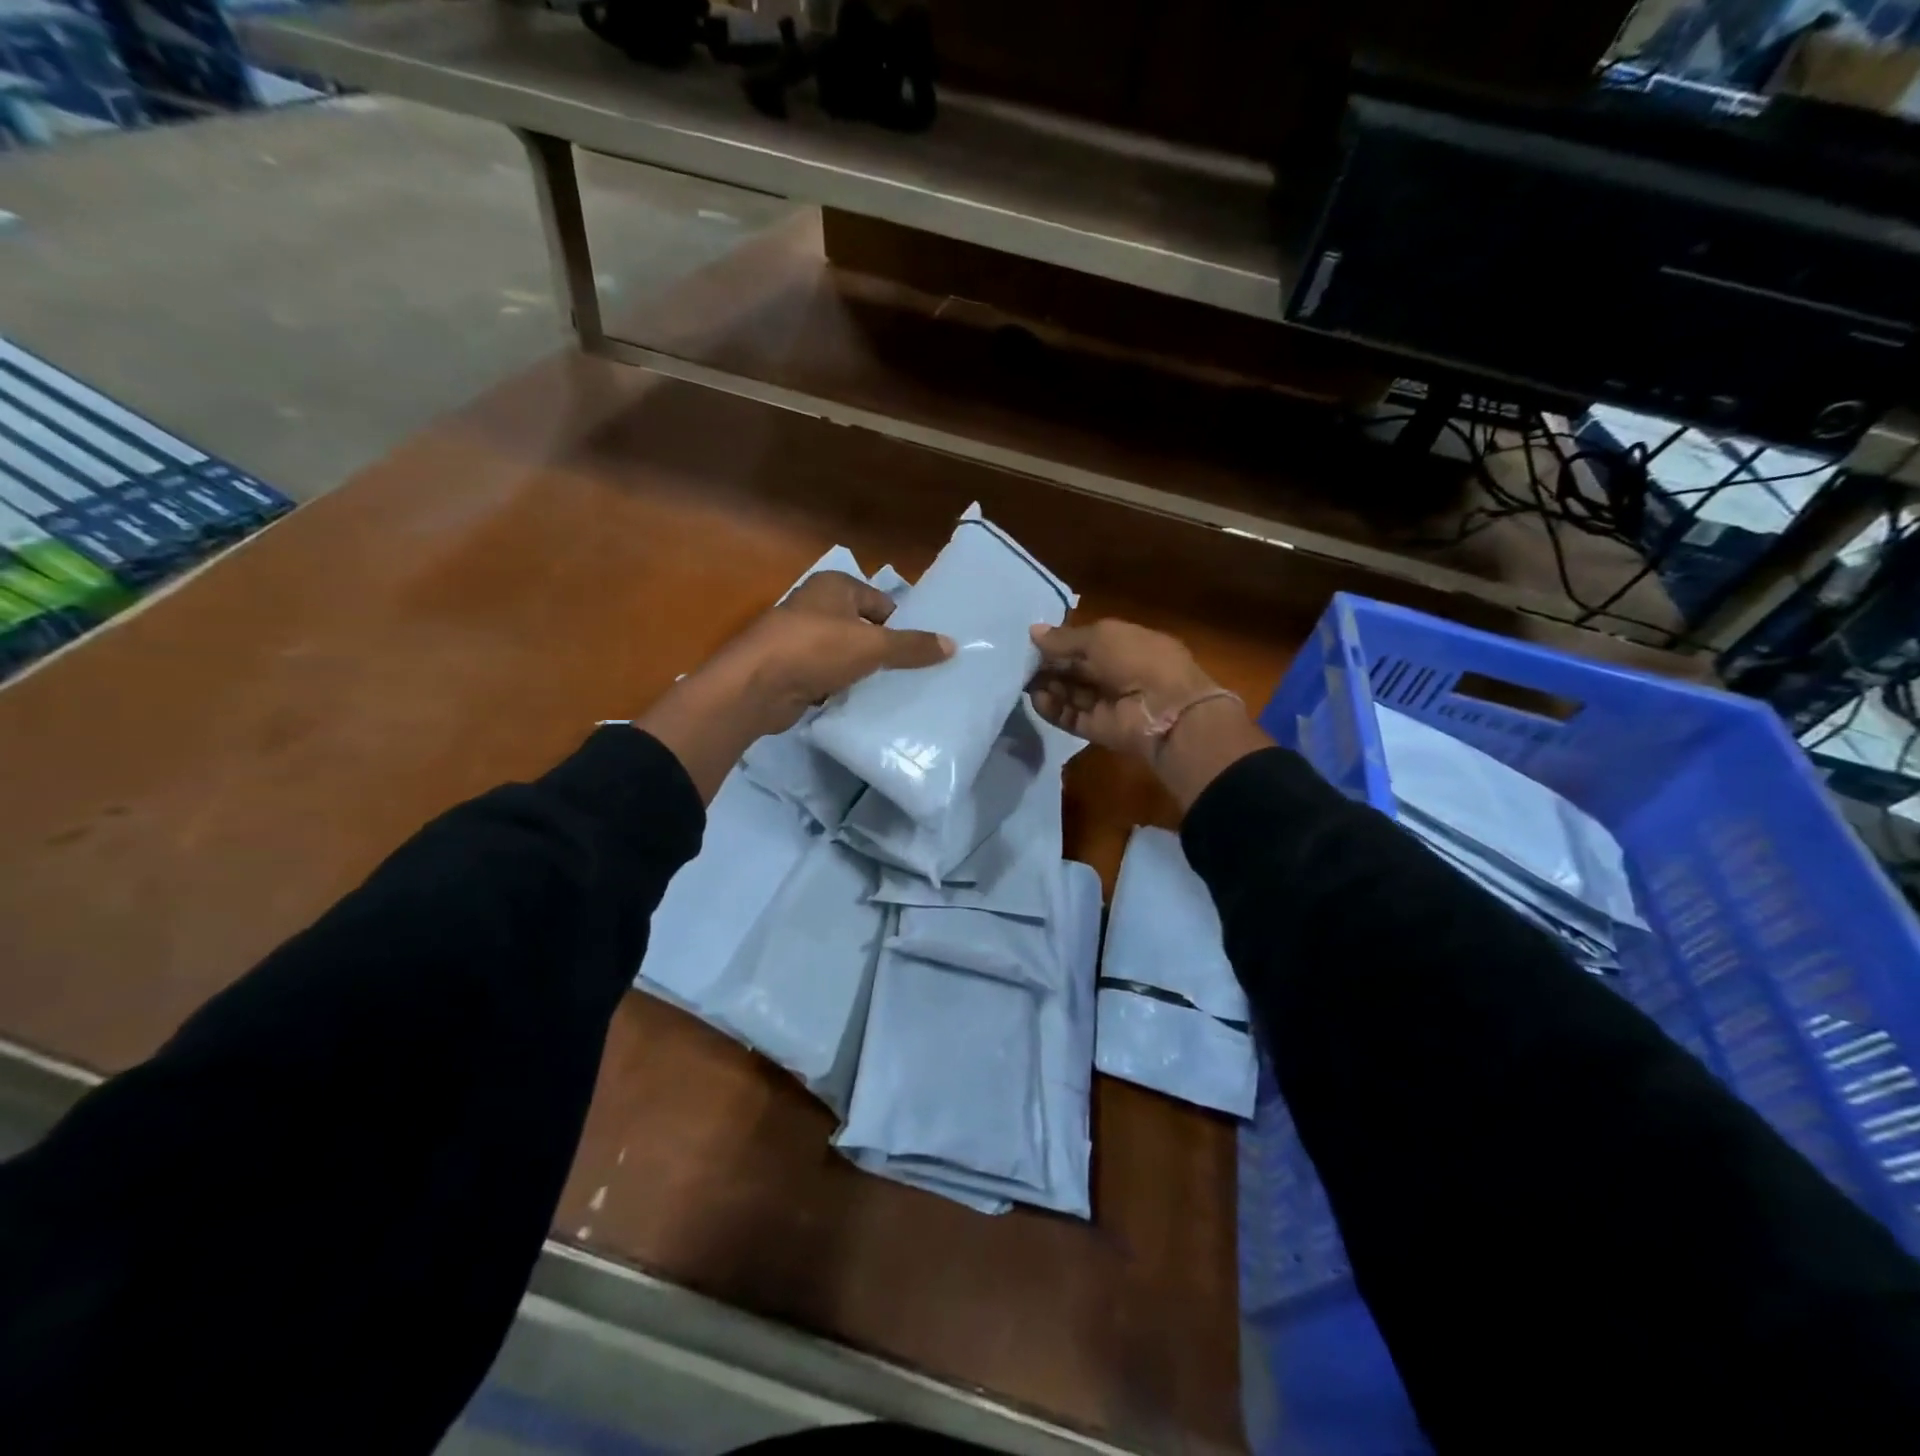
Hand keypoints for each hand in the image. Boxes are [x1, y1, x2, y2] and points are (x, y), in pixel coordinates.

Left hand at [726, 571, 952, 736]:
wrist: (757, 685)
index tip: (923, 652)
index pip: (883, 603)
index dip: (902, 626)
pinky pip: (830, 675)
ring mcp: (802, 638)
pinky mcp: (794, 668)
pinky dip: (843, 687)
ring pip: (847, 654)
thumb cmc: (816, 649)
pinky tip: (862, 703)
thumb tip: (953, 645)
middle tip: (916, 675)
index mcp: (835, 586)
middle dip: (886, 651)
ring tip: (894, 691)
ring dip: (864, 672)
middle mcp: (817, 605)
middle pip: (865, 628)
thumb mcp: (872, 646)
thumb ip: (912, 646)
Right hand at [1028, 618, 1270, 809]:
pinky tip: (1036, 698)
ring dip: (1048, 686)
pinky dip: (1053, 709)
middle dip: (1051, 664)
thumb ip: (1065, 638)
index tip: (1033, 641)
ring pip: (1072, 693)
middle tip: (1022, 661)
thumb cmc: (1139, 660)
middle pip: (1078, 669)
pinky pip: (1071, 717)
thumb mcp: (1102, 636)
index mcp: (1128, 645)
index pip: (1089, 643)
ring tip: (1024, 679)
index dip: (1063, 642)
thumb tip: (1033, 632)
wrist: (1166, 711)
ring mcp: (1109, 704)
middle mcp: (1119, 674)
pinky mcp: (1099, 729)